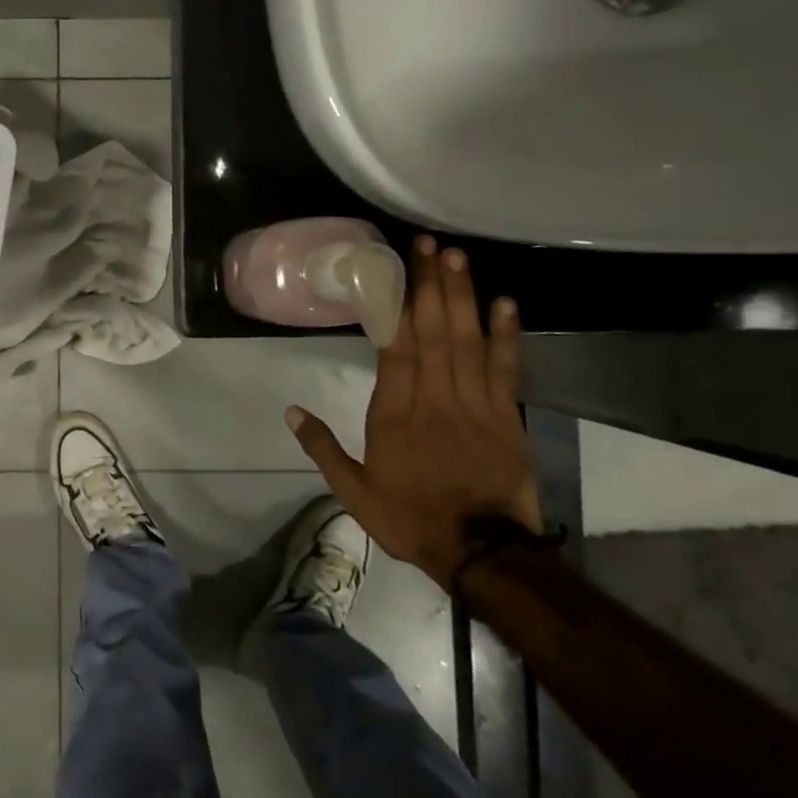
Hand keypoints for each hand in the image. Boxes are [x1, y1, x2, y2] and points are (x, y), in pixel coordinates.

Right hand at [284, 236, 540, 587]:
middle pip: (433, 332)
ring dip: (463, 296)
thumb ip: (323, 448)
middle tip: (430, 244)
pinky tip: (503, 303)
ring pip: (467, 341)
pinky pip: (506, 369)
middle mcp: (434, 398)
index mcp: (395, 413)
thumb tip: (291, 411)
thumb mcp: (354, 491)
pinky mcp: (506, 417)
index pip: (397, 347)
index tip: (396, 270)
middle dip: (432, 285)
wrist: (482, 553)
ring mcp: (474, 404)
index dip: (398, 305)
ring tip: (458, 258)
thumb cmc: (410, 517)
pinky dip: (506, 335)